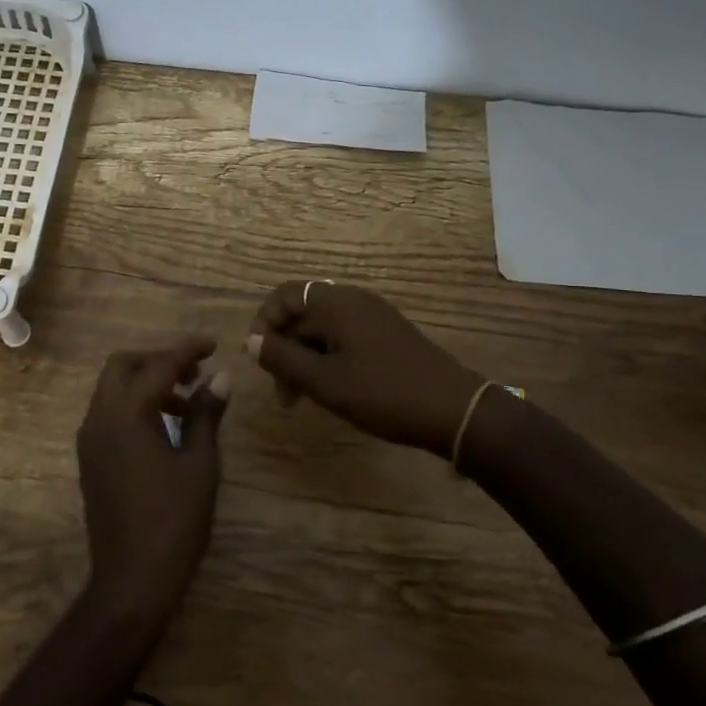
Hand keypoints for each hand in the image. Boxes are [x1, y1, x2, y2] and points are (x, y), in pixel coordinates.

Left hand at [76, 338, 229, 624]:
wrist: (132, 581)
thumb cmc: (173, 521)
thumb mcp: (199, 464)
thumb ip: (206, 414)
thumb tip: (222, 378)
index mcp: (125, 414)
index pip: (158, 365)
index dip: (187, 350)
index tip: (214, 345)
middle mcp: (99, 418)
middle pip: (123, 366)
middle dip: (158, 360)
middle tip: (194, 372)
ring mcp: (90, 440)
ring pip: (113, 389)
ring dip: (146, 383)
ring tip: (187, 402)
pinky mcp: (90, 459)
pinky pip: (109, 413)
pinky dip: (135, 405)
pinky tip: (164, 427)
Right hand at [245, 281, 485, 454]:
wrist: (454, 410)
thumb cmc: (384, 393)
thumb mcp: (325, 381)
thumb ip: (283, 359)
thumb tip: (250, 341)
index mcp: (336, 303)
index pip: (284, 295)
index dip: (264, 323)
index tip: (260, 361)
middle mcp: (353, 300)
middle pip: (302, 314)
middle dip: (284, 349)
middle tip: (284, 395)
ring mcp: (373, 317)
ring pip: (322, 330)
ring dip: (305, 359)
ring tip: (303, 399)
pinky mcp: (386, 336)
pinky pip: (343, 338)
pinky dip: (327, 360)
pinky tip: (332, 391)